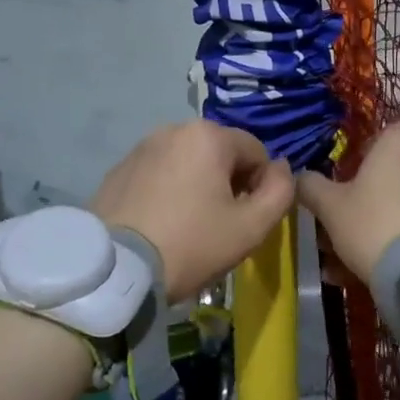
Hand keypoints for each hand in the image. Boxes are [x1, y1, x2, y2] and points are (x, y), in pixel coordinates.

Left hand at [91, 122, 295, 302]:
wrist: (116, 270)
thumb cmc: (191, 244)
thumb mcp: (251, 227)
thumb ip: (280, 191)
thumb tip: (283, 168)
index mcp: (208, 136)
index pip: (256, 152)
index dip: (262, 186)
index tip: (249, 219)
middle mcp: (173, 129)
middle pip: (221, 154)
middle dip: (229, 183)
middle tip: (221, 225)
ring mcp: (141, 148)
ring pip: (189, 163)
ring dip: (199, 186)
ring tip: (190, 225)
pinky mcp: (118, 169)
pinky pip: (160, 174)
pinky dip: (169, 191)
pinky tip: (163, 223)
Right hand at [297, 124, 399, 288]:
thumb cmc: (370, 222)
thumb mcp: (329, 205)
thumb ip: (311, 185)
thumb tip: (300, 177)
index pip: (384, 132)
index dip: (364, 152)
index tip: (348, 176)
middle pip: (393, 167)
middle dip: (370, 190)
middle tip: (345, 216)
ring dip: (381, 216)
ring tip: (352, 252)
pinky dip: (399, 233)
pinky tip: (375, 262)